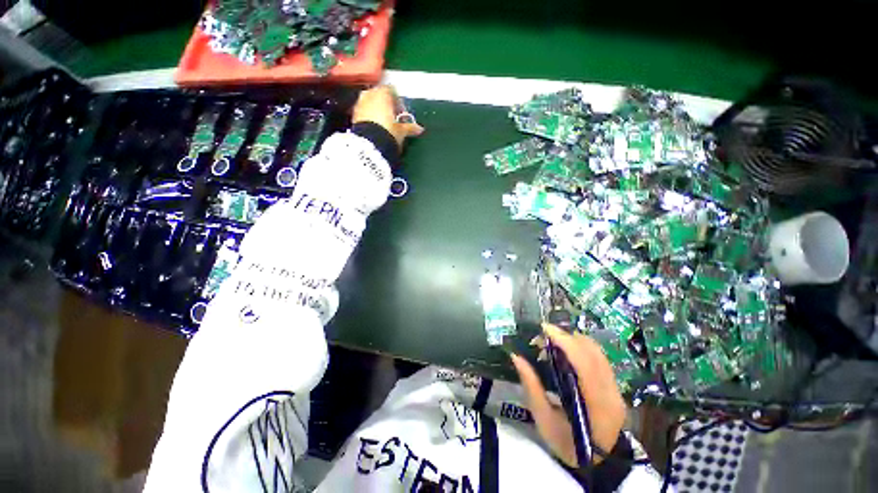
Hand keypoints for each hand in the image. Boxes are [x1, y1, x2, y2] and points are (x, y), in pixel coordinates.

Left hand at [352, 85, 423, 146]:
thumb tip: (420, 129)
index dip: (398, 101)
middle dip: (386, 105)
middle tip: (393, 118)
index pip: (392, 90)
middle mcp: (370, 94)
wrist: (369, 144)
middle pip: (379, 95)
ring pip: (370, 102)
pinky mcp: (353, 115)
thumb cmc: (388, 132)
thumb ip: (410, 127)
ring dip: (377, 110)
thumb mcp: (402, 131)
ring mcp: (359, 103)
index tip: (402, 113)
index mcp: (383, 93)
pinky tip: (375, 127)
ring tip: (384, 124)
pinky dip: (369, 116)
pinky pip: (364, 112)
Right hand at [510, 323, 627, 467]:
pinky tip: (565, 352)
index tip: (544, 328)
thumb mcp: (543, 420)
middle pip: (593, 352)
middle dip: (566, 337)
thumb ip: (531, 386)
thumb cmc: (566, 444)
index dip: (565, 341)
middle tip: (543, 336)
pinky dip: (580, 348)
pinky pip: (599, 357)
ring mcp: (617, 389)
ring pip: (597, 351)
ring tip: (552, 342)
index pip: (585, 363)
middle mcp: (612, 393)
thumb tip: (516, 356)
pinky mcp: (615, 386)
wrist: (596, 463)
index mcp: (596, 405)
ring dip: (573, 340)